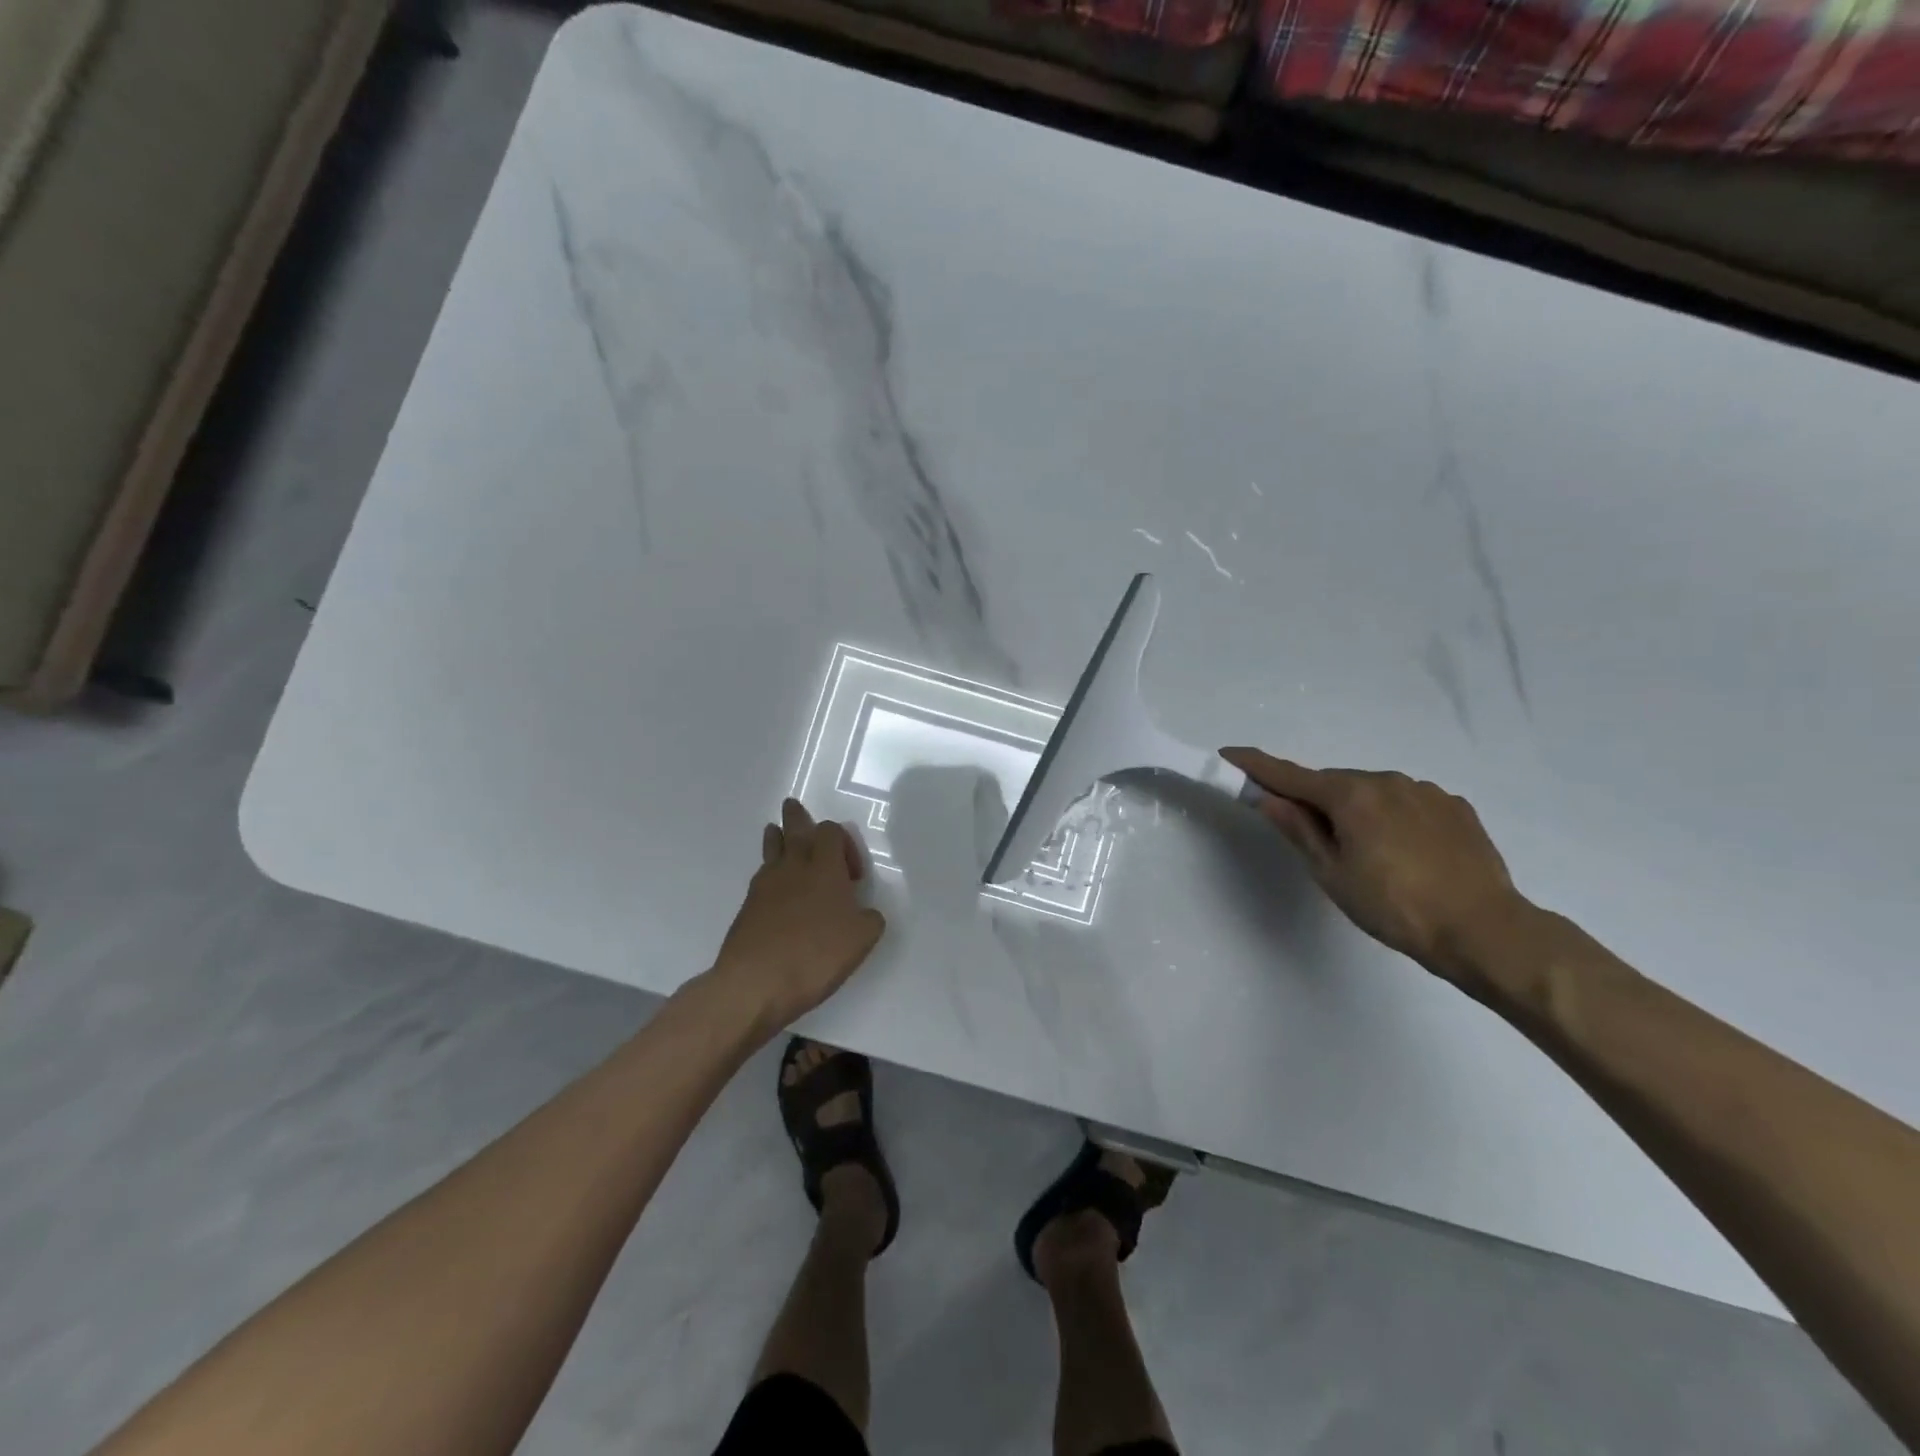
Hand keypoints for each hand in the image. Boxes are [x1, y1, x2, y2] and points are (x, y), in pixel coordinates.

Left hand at [708, 799, 887, 1034]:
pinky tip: (776, 888)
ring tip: (777, 832)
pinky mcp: (747, 908)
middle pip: (794, 829)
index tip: (853, 877)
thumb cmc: (815, 954)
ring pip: (772, 849)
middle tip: (793, 807)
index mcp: (824, 867)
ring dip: (778, 839)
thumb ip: (869, 919)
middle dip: (797, 818)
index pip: (830, 831)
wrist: (754, 983)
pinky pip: (762, 878)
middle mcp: (792, 867)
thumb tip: (864, 913)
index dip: (845, 844)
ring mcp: (765, 886)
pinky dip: (770, 874)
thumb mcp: (861, 939)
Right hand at [1221, 748, 1527, 980]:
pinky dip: (1392, 817)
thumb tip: (1268, 799)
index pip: (1290, 775)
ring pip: (1372, 792)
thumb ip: (1299, 829)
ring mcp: (1425, 791)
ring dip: (1357, 810)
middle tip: (1313, 839)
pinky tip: (1404, 852)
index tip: (1229, 753)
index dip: (1256, 765)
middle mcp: (1387, 780)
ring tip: (1368, 855)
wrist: (1484, 930)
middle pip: (1333, 783)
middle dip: (1316, 800)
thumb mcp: (1332, 873)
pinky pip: (1407, 802)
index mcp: (1351, 795)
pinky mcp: (1455, 807)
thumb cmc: (1394, 907)